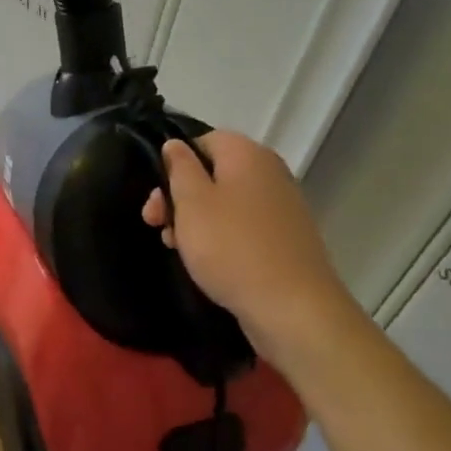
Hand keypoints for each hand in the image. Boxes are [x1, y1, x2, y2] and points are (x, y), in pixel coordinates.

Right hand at [140, 130, 350, 338]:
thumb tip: (176, 144)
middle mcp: (269, 172)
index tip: (158, 194)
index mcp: (247, 154)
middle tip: (156, 223)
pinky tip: (206, 262)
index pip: (202, 141)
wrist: (294, 309)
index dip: (175, 163)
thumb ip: (179, 167)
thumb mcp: (191, 202)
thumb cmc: (232, 247)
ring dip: (195, 220)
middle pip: (212, 173)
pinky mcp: (285, 239)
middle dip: (179, 196)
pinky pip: (243, 226)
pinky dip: (221, 238)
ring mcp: (281, 207)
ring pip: (225, 202)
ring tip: (177, 247)